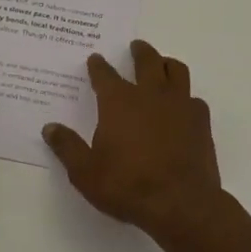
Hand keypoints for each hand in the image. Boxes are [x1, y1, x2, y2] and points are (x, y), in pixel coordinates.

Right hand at [42, 40, 222, 235]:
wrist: (181, 205)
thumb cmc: (127, 185)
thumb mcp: (85, 172)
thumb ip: (67, 147)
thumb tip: (49, 128)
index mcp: (118, 101)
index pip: (104, 74)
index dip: (98, 65)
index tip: (95, 59)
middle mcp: (149, 94)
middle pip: (146, 61)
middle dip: (139, 51)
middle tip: (135, 46)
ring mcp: (179, 106)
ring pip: (176, 71)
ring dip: (167, 64)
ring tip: (163, 65)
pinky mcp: (201, 123)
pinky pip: (194, 99)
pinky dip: (187, 98)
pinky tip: (184, 107)